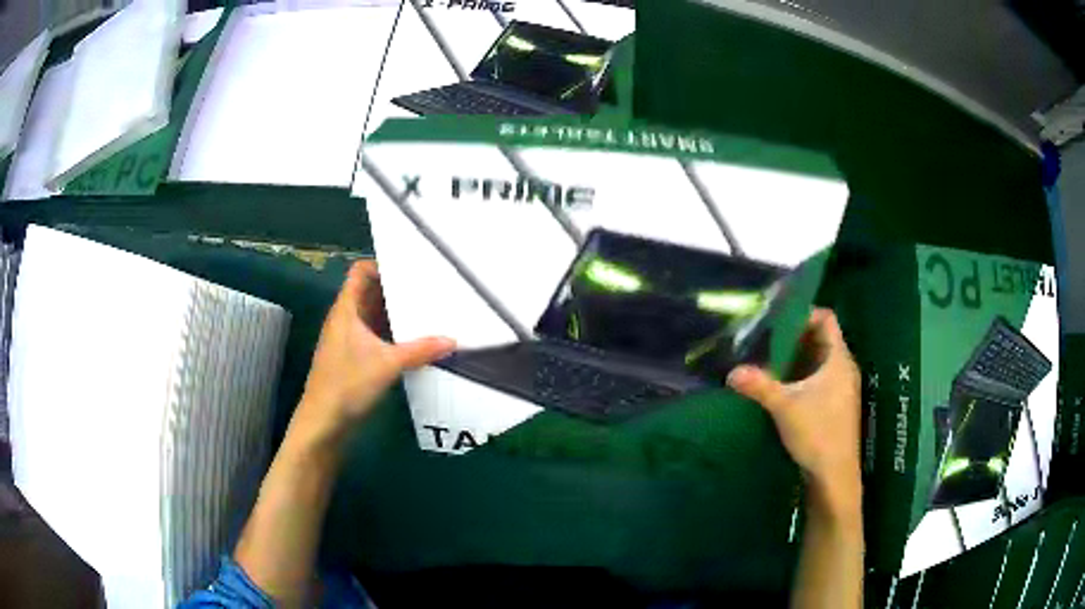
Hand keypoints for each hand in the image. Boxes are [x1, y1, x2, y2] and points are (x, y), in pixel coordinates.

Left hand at [299, 260, 454, 436]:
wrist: (324, 421)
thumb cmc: (347, 384)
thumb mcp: (387, 364)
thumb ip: (420, 350)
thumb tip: (452, 340)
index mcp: (346, 310)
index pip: (360, 272)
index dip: (381, 265)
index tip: (410, 269)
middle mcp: (345, 319)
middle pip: (370, 293)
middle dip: (395, 290)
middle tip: (426, 288)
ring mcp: (348, 339)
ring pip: (372, 316)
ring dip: (394, 314)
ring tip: (425, 311)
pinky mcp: (352, 358)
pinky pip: (374, 336)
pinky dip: (391, 334)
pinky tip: (412, 341)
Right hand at [727, 308, 860, 512]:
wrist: (834, 476)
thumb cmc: (817, 433)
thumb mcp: (784, 407)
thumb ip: (759, 385)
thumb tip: (731, 372)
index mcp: (839, 359)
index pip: (826, 319)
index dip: (804, 313)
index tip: (778, 320)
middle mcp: (844, 368)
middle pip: (821, 338)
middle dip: (794, 337)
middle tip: (766, 340)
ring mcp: (842, 388)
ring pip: (818, 361)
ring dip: (796, 359)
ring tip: (769, 362)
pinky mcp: (836, 405)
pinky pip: (819, 378)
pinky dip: (801, 377)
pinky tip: (781, 388)